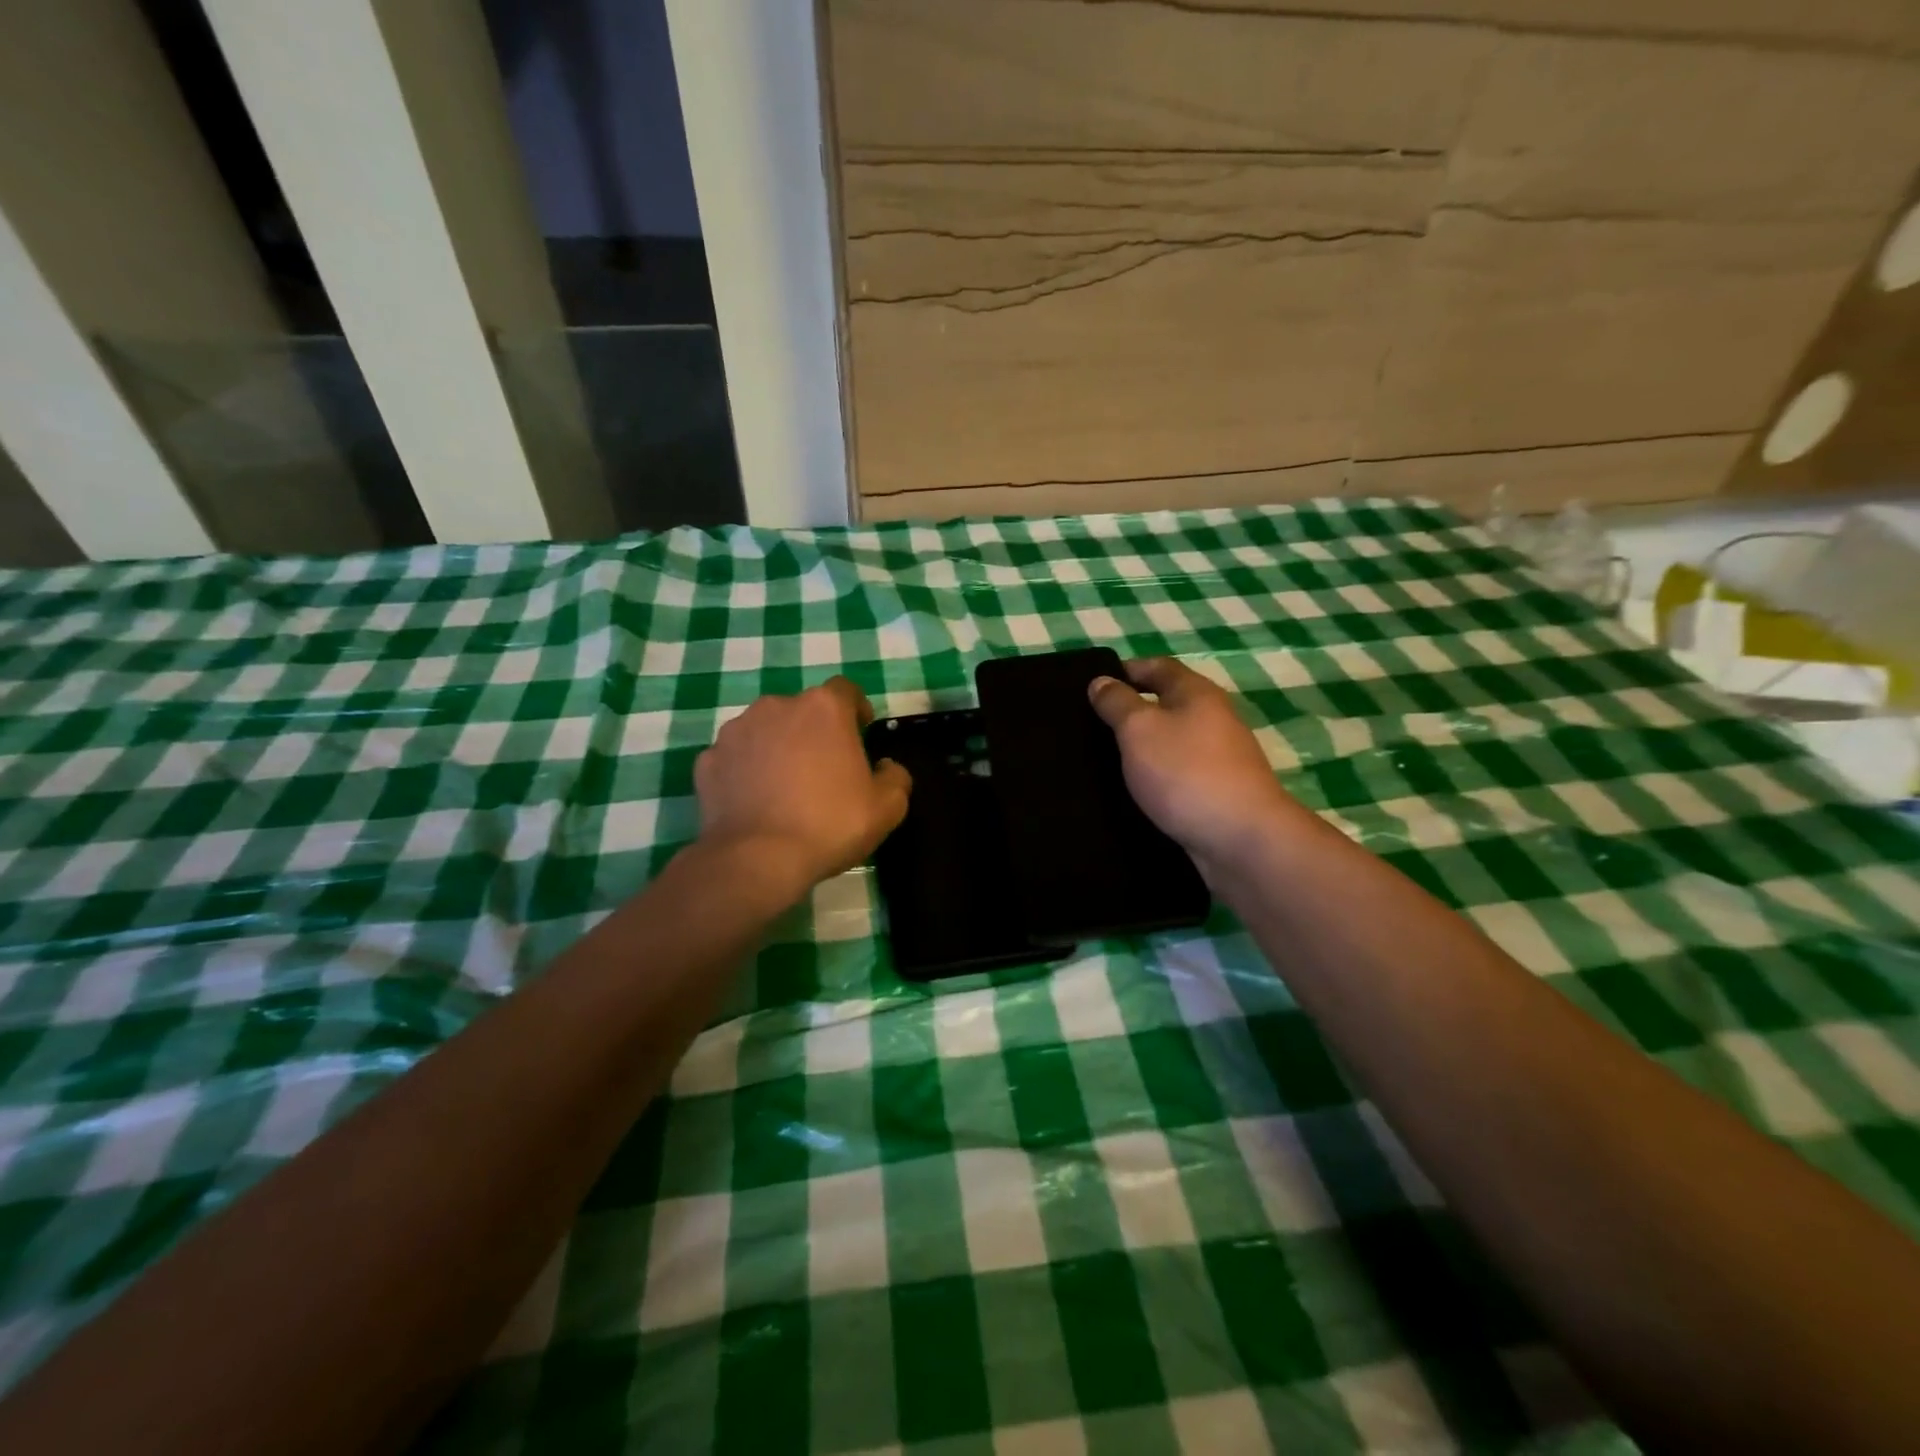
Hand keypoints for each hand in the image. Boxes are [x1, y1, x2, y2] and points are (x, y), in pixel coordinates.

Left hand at [695, 677, 911, 895]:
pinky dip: (746, 771)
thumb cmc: (829, 824)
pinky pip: (736, 758)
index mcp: (823, 708)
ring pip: (766, 730)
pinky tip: (755, 801)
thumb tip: (885, 767)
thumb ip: (895, 777)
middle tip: (824, 769)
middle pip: (803, 711)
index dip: (856, 709)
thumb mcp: (887, 808)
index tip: (861, 733)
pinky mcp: (708, 760)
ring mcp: (736, 731)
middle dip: (815, 732)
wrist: (756, 860)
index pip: (845, 691)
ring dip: (778, 748)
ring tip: (785, 787)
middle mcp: (776, 706)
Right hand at [1089, 657, 1296, 869]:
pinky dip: (1154, 775)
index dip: (1126, 670)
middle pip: (1167, 703)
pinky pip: (1177, 773)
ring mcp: (1219, 757)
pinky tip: (1132, 790)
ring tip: (1102, 759)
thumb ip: (1117, 703)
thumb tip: (1101, 681)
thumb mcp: (1139, 729)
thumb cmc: (1185, 772)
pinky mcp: (1216, 791)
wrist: (1241, 839)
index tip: (1092, 685)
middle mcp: (1213, 719)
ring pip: (1172, 740)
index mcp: (1196, 693)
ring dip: (1141, 746)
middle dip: (1131, 710)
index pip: (1158, 666)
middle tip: (1089, 725)